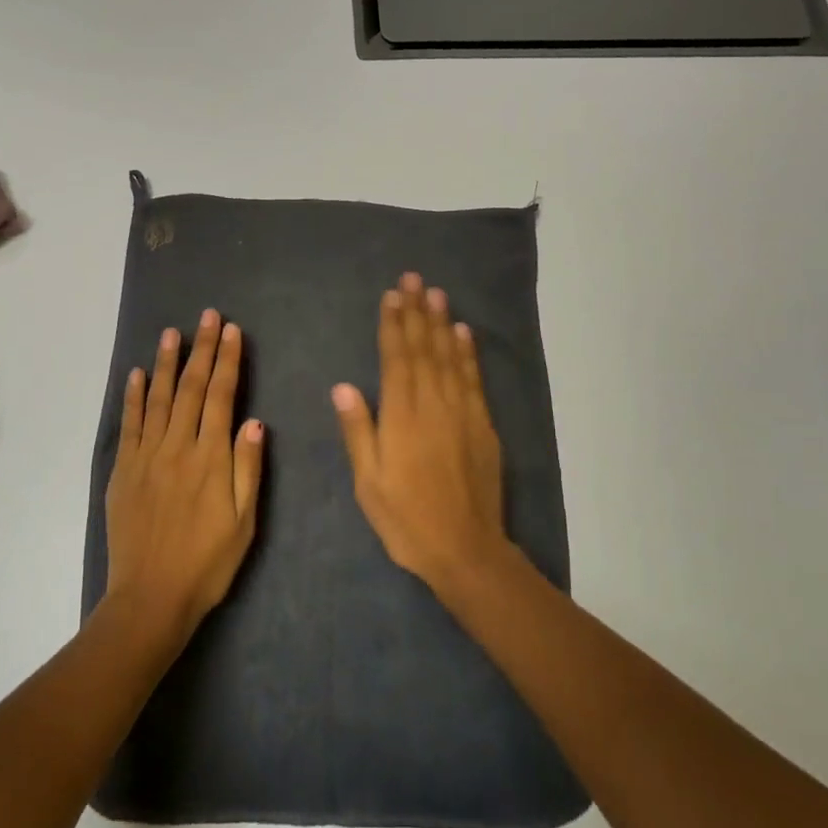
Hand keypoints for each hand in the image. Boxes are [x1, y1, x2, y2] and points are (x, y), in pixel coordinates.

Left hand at [103, 310, 264, 643]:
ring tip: (173, 332)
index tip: (231, 331)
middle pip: (191, 388)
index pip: (221, 397)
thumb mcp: (244, 522)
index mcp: (211, 458)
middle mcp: (177, 447)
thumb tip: (255, 421)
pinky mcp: (123, 470)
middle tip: (208, 316)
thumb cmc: (207, 563)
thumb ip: (249, 469)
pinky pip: (129, 425)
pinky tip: (136, 374)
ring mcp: (146, 457)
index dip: (228, 361)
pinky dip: (133, 397)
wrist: (151, 598)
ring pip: (157, 398)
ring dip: (166, 362)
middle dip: (202, 349)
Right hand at [332, 272, 508, 592]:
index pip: (397, 358)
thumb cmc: (406, 518)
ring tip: (437, 293)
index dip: (393, 325)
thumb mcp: (368, 482)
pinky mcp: (484, 425)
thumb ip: (358, 430)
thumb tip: (344, 386)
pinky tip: (464, 333)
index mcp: (402, 416)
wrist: (466, 549)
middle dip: (417, 311)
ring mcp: (463, 412)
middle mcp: (434, 404)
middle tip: (414, 278)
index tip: (391, 296)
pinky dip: (468, 353)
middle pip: (425, 348)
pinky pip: (474, 379)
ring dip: (443, 322)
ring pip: (451, 357)